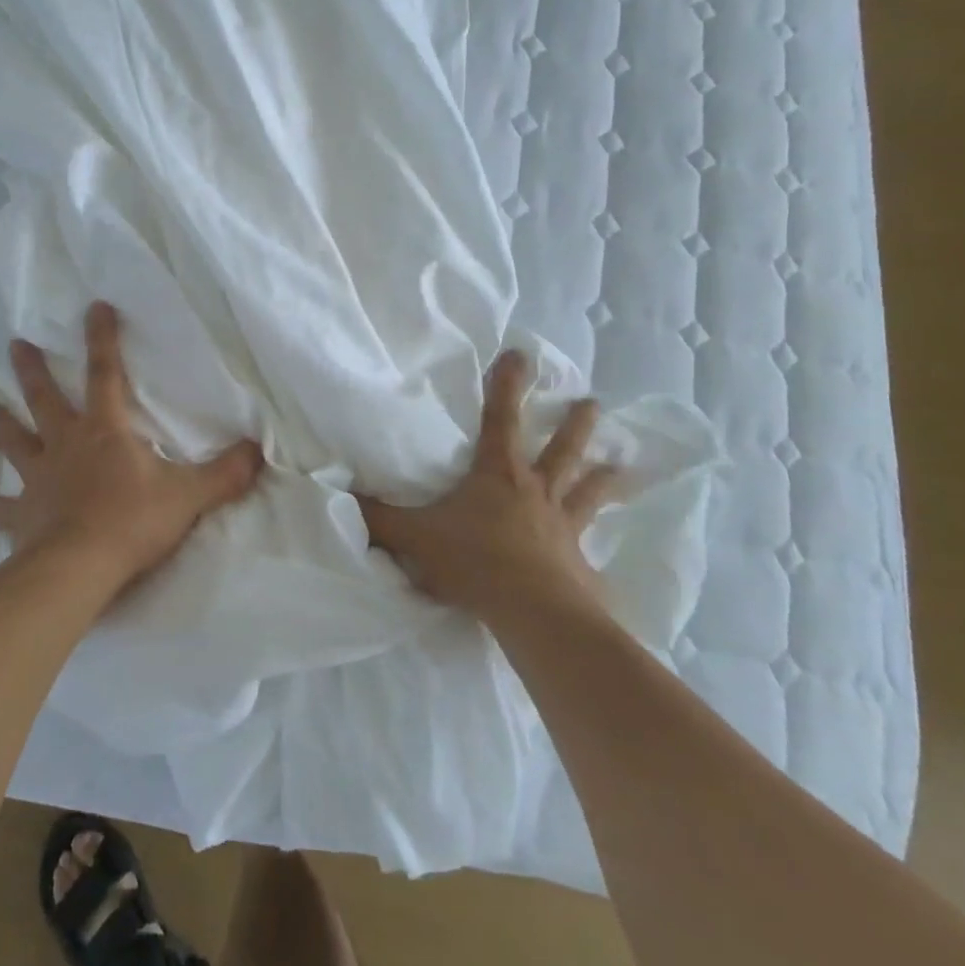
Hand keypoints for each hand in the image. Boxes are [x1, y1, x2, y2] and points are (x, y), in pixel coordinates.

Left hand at [0, 302, 263, 585]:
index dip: (103, 339)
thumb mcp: (189, 495)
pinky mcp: (22, 516)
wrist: (78, 569)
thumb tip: (259, 451)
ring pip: (13, 442)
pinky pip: (4, 509)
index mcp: (105, 431)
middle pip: (44, 398)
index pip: (105, 374)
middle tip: (15, 343)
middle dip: (32, 370)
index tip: (94, 307)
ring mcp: (38, 478)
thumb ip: (225, 473)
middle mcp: (65, 445)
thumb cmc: (132, 522)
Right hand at [359, 350, 619, 628]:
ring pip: (586, 490)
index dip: (508, 384)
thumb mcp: (415, 536)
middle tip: (592, 401)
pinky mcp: (577, 561)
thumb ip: (379, 518)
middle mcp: (536, 490)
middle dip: (575, 423)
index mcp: (498, 473)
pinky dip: (598, 547)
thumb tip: (342, 497)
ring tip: (621, 464)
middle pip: (561, 448)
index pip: (501, 417)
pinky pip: (590, 548)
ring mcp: (562, 524)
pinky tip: (607, 556)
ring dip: (603, 475)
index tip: (521, 354)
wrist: (533, 611)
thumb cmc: (474, 560)